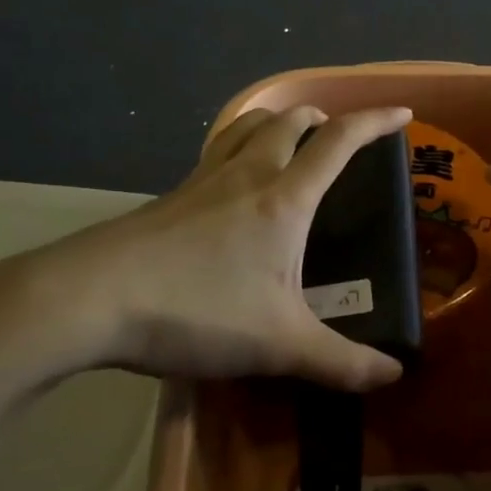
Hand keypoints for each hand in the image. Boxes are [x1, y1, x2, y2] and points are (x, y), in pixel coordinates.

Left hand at [0, 105, 413, 391]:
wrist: (88, 301)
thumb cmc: (195, 310)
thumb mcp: (278, 345)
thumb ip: (341, 362)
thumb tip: (393, 376)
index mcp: (284, 198)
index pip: (339, 142)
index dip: (375, 122)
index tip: (402, 114)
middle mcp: (247, 175)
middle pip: (290, 120)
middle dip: (322, 119)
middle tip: (339, 138)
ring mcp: (202, 181)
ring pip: (247, 128)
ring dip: (278, 123)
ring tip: (291, 142)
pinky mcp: (170, 198)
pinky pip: (216, 153)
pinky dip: (240, 148)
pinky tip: (234, 184)